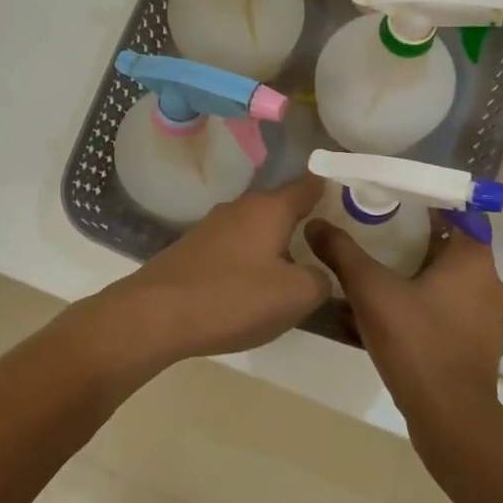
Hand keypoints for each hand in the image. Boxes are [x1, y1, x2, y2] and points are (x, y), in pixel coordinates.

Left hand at [93, 175, 330, 370]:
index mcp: (270, 209)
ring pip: (255, 229)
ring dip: (273, 245)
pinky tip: (249, 288)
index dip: (329, 190)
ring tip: (290, 273)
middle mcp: (240, 208)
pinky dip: (247, 261)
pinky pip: (233, 248)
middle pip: (280, 208)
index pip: (308, 186)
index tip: (347, 198)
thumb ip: (320, 279)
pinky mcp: (191, 249)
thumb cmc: (234, 298)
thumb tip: (317, 273)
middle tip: (325, 248)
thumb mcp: (296, 296)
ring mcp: (211, 227)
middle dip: (301, 224)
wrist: (155, 315)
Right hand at [304, 213, 502, 438]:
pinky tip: (387, 316)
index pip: (458, 213)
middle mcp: (488, 283)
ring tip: (376, 275)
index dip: (428, 203)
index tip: (396, 201)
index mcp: (474, 260)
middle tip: (376, 234)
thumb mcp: (371, 291)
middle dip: (414, 241)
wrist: (450, 416)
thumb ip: (342, 253)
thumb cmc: (417, 341)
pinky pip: (446, 312)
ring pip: (447, 283)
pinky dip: (420, 307)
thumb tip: (315, 225)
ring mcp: (486, 318)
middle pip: (450, 248)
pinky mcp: (476, 346)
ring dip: (415, 276)